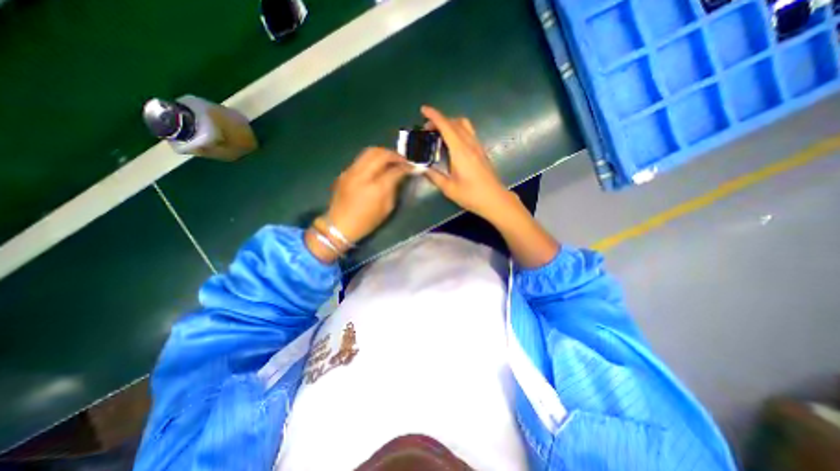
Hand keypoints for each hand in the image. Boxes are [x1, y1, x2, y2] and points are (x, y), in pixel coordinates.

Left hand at [324, 146, 412, 246]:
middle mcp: (363, 175)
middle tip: (402, 160)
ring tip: (391, 160)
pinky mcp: (345, 172)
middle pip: (381, 154)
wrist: (339, 225)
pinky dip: (373, 158)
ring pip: (369, 151)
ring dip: (383, 153)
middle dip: (394, 155)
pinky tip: (377, 166)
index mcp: (376, 188)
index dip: (406, 167)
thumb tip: (399, 176)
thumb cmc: (366, 222)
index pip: (394, 170)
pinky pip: (361, 158)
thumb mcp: (386, 209)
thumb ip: (393, 189)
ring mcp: (351, 171)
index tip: (412, 167)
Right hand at [420, 105, 519, 221]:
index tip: (423, 110)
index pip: (446, 127)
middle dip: (439, 120)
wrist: (494, 199)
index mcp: (460, 151)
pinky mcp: (481, 151)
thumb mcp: (449, 188)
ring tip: (439, 133)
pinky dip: (457, 130)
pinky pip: (469, 132)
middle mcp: (470, 144)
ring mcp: (478, 146)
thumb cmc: (471, 195)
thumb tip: (422, 168)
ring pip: (464, 125)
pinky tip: (452, 142)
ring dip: (450, 123)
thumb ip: (434, 176)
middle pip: (455, 122)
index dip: (434, 116)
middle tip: (427, 129)